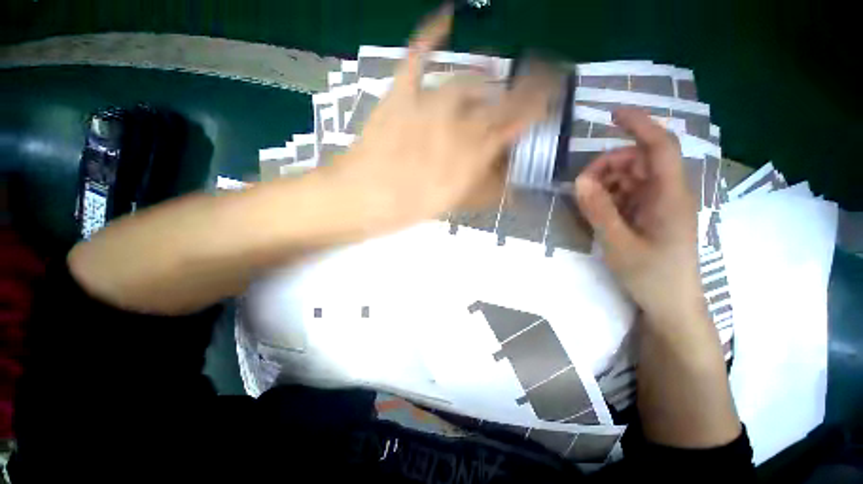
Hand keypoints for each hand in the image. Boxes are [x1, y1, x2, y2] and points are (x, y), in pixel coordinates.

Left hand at [321, 6, 554, 234]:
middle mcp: (457, 126)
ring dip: (486, 82)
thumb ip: (485, 190)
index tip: (554, 96)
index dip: (538, 107)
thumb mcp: (452, 205)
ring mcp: (428, 106)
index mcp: (471, 156)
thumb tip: (511, 184)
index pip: (516, 124)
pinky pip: (417, 57)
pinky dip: (431, 34)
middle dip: (524, 89)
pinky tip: (447, 16)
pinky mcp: (401, 95)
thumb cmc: (407, 208)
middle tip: (536, 82)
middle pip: (498, 101)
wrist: (360, 199)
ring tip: (493, 83)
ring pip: (467, 83)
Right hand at [575, 109, 704, 328]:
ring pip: (632, 176)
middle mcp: (668, 192)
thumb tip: (580, 181)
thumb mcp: (619, 244)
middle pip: (639, 160)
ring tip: (588, 202)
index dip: (639, 124)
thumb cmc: (651, 276)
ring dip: (607, 181)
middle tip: (582, 186)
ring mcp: (660, 203)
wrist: (670, 304)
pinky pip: (629, 193)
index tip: (612, 113)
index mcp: (670, 196)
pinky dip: (610, 195)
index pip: (659, 146)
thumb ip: (599, 210)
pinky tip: (598, 210)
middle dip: (608, 165)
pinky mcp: (651, 214)